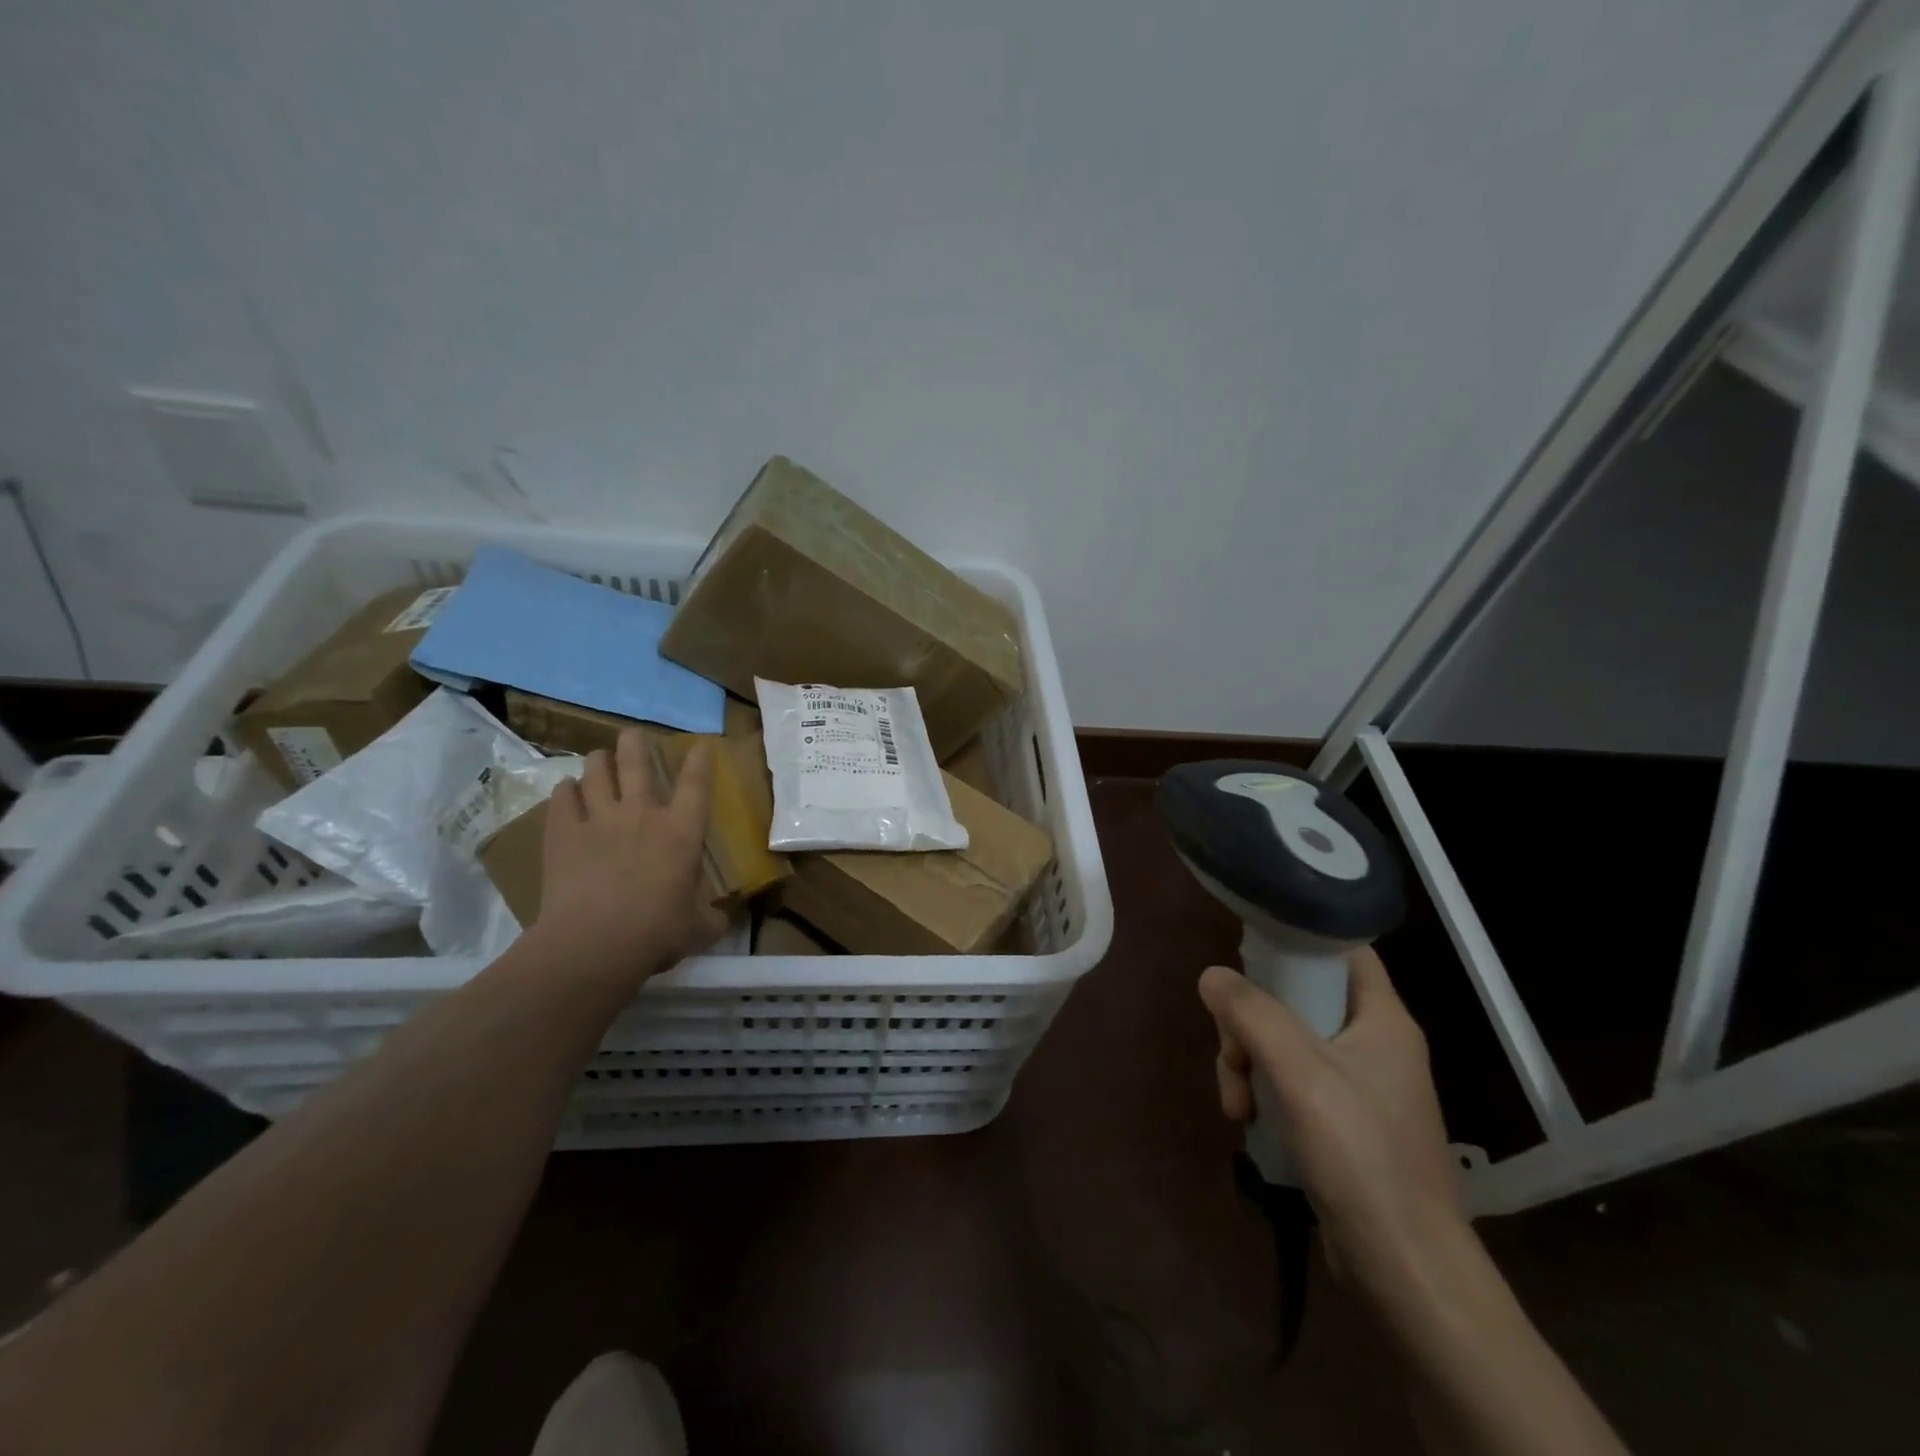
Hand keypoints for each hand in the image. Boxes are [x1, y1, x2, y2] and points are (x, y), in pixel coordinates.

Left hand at [532, 728, 728, 984]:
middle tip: (633, 735)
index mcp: (681, 831)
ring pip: (596, 773)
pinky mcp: (562, 834)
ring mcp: (598, 820)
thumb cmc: (657, 932)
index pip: (696, 785)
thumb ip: (712, 918)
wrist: (593, 943)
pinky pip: (562, 800)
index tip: (701, 746)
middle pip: (636, 764)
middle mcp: (641, 814)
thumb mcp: (698, 929)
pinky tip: (566, 789)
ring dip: (598, 762)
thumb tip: (724, 918)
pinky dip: (565, 791)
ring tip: (598, 759)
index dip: (700, 762)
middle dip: (635, 744)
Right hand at [1197, 948, 1468, 1301]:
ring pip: (1285, 1043)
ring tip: (1236, 1104)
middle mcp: (1373, 1043)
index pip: (1343, 950)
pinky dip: (1263, 1092)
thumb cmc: (1359, 1152)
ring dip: (1248, 1062)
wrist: (1404, 1267)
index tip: (1248, 950)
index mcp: (1382, 1019)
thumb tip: (1211, 976)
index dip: (1297, 938)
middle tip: (1231, 1052)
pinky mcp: (1342, 1122)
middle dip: (1251, 1021)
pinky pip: (1290, 1082)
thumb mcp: (1297, 1071)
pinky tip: (1247, 1120)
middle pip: (1298, 999)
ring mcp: (1358, 1085)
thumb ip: (1251, 1013)